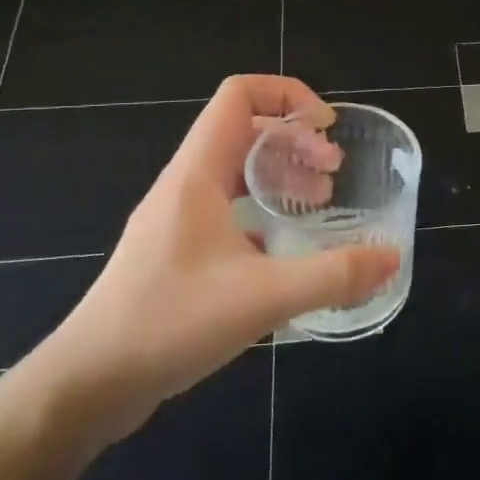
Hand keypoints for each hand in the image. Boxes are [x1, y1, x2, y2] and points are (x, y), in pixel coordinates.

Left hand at [28, 76, 399, 449]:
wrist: (88, 384)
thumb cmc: (170, 323)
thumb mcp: (263, 297)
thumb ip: (333, 275)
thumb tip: (392, 257)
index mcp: (198, 173)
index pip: (239, 95)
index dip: (288, 96)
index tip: (327, 129)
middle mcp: (186, 185)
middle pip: (245, 130)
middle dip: (296, 140)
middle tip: (334, 172)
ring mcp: (178, 219)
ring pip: (237, 171)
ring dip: (281, 173)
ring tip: (320, 201)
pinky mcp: (177, 252)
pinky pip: (228, 209)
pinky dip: (263, 212)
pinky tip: (286, 248)